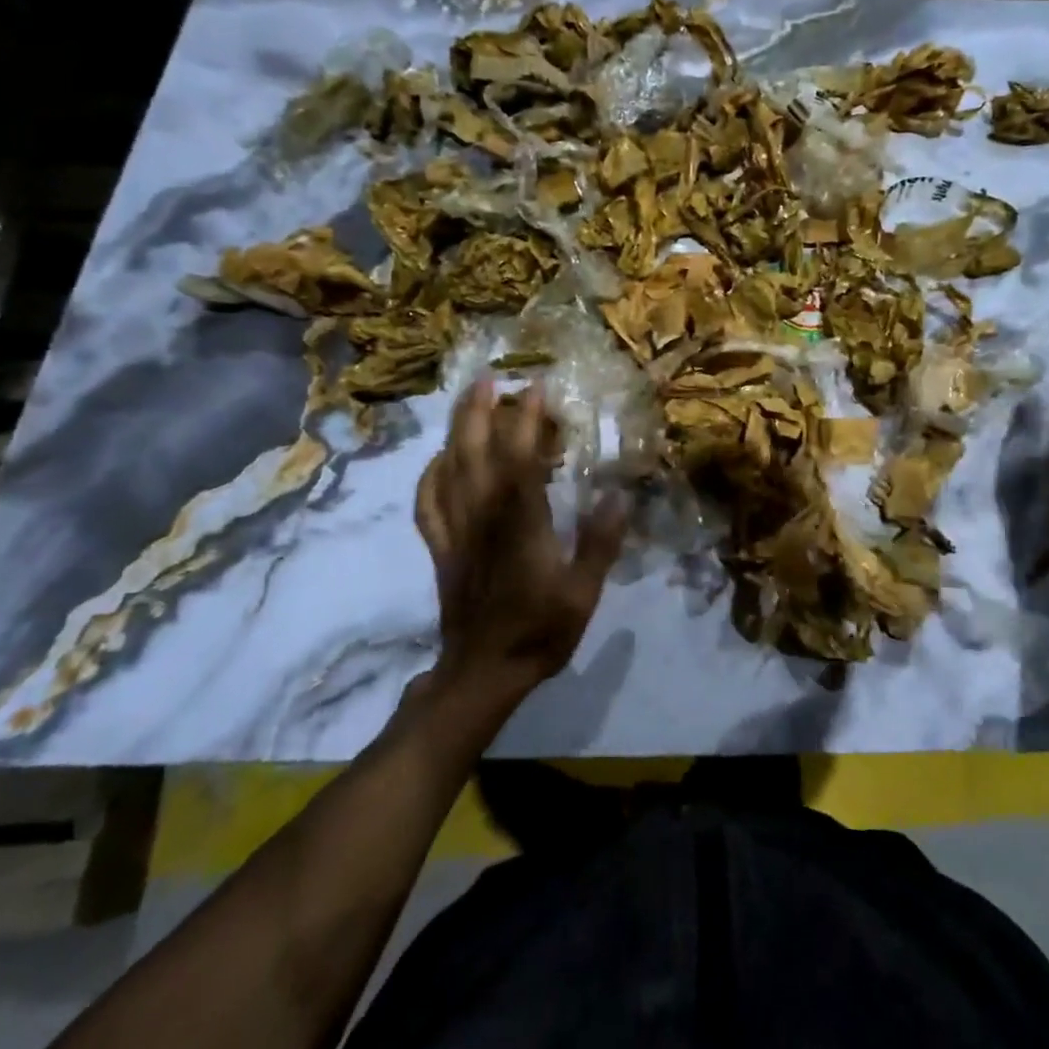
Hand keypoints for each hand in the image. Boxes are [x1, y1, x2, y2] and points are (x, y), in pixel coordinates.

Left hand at [414, 380, 627, 702]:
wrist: (482, 673)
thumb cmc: (538, 633)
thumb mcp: (582, 594)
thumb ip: (599, 543)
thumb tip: (620, 495)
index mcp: (520, 525)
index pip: (521, 460)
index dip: (527, 420)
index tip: (538, 388)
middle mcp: (483, 518)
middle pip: (475, 453)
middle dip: (481, 410)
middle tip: (489, 375)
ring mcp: (456, 532)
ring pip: (449, 470)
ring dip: (456, 430)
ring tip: (467, 400)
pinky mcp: (442, 548)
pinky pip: (428, 503)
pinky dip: (430, 475)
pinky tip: (439, 458)